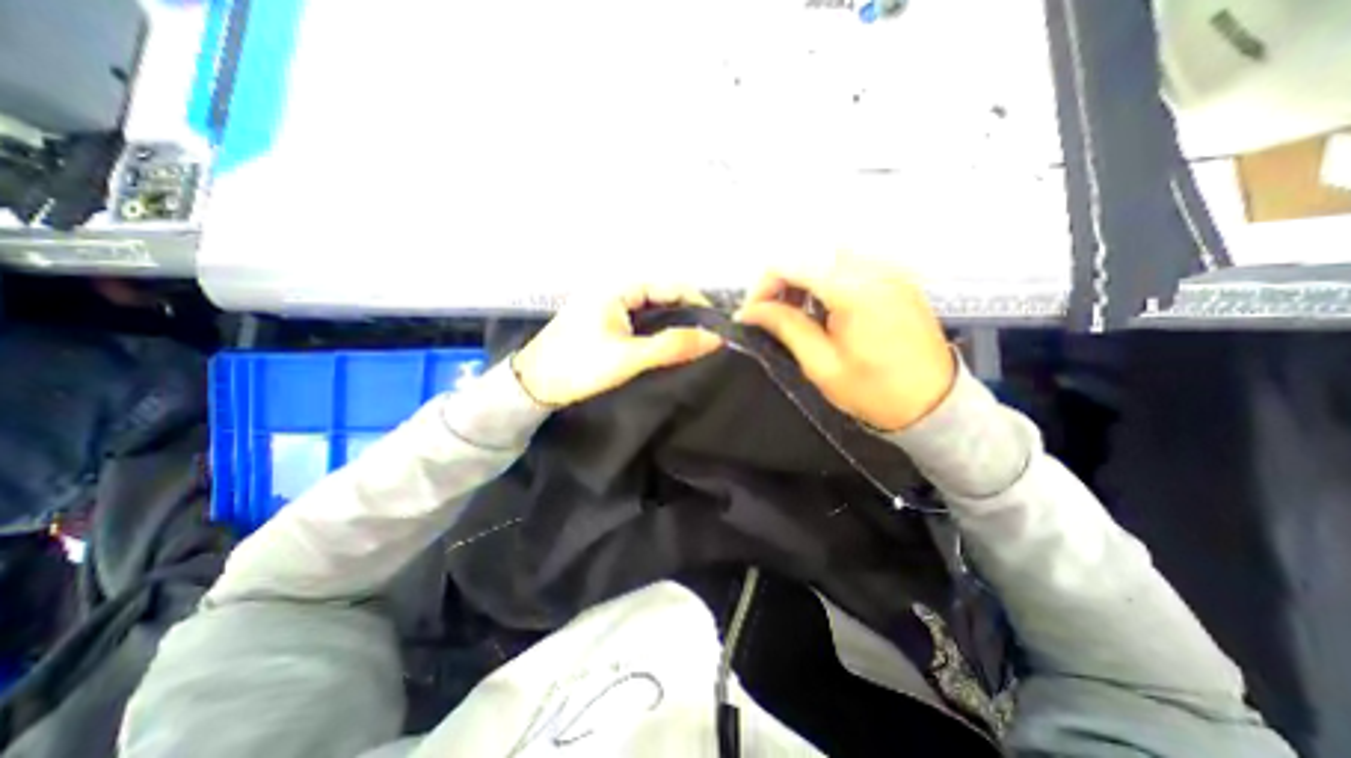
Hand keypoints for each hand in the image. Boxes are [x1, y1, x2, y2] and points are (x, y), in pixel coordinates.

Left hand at [511, 280, 722, 404]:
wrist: (532, 386)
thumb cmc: (578, 367)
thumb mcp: (628, 357)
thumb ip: (672, 346)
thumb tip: (715, 338)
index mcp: (617, 288)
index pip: (669, 286)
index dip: (696, 302)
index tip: (718, 325)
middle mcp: (614, 291)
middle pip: (662, 296)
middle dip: (687, 314)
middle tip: (709, 337)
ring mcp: (608, 307)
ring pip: (651, 310)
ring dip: (672, 324)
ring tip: (695, 343)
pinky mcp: (604, 323)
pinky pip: (640, 321)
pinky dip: (657, 331)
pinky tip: (668, 346)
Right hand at [737, 254, 948, 431]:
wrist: (935, 404)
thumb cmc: (874, 392)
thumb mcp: (821, 364)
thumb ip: (785, 327)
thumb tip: (749, 311)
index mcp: (854, 290)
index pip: (791, 264)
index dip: (762, 286)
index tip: (750, 314)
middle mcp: (874, 268)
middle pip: (808, 253)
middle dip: (781, 280)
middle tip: (770, 313)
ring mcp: (889, 270)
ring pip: (827, 256)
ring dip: (802, 278)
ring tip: (794, 311)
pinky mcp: (897, 278)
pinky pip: (849, 264)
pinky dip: (825, 279)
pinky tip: (822, 307)